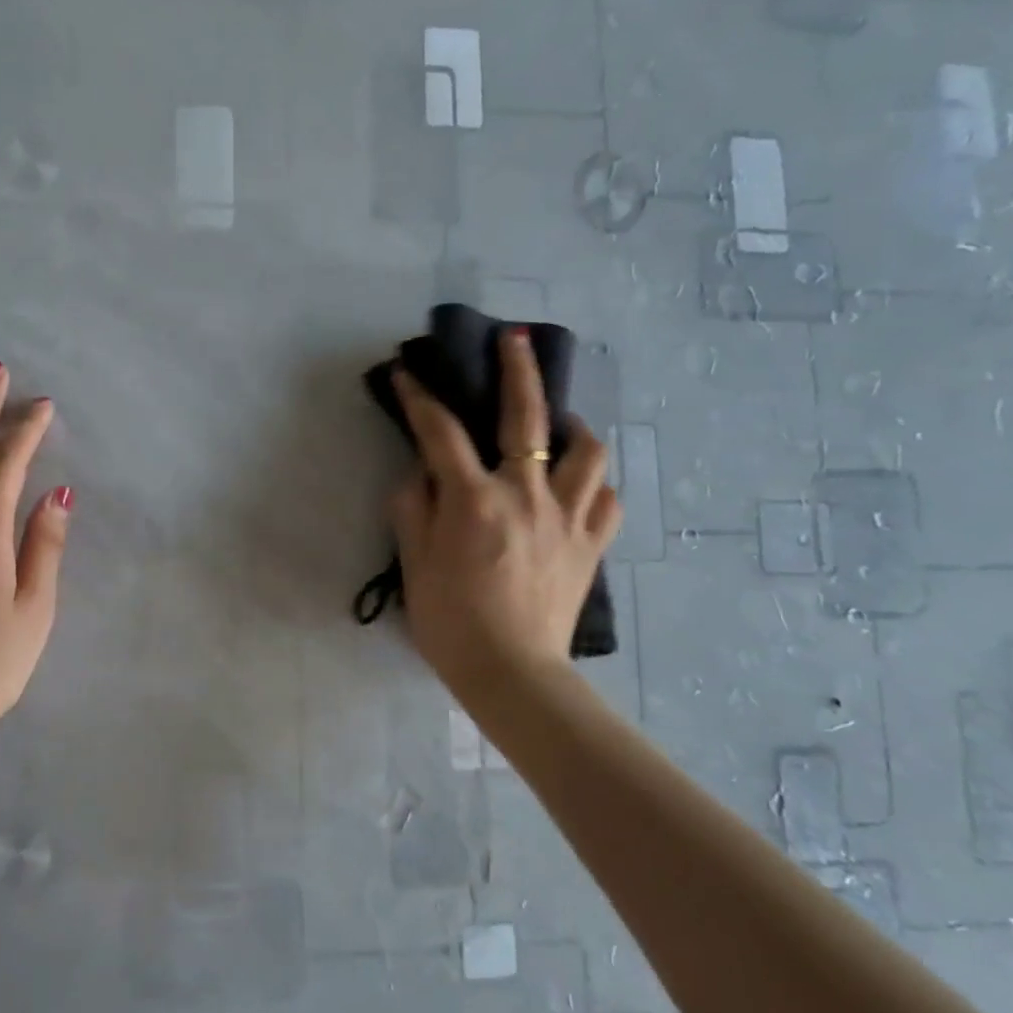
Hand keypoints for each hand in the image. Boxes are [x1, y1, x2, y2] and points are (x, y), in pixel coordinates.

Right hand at [388, 327, 620, 695]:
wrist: (512, 674)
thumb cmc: (451, 622)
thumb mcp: (414, 564)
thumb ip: (413, 508)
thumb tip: (420, 473)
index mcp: (475, 500)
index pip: (441, 434)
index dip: (420, 399)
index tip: (406, 374)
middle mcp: (526, 494)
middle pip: (526, 416)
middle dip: (517, 369)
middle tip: (513, 339)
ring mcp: (567, 517)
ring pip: (586, 451)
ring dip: (571, 428)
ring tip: (557, 428)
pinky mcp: (592, 544)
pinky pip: (606, 499)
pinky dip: (592, 484)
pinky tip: (577, 488)